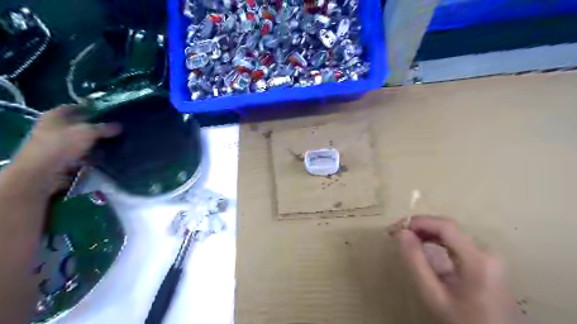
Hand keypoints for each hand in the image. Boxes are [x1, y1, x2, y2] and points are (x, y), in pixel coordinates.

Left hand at [12, 105, 119, 192]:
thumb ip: (105, 128)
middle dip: (100, 128)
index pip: (79, 107)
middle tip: (119, 130)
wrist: (43, 173)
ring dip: (99, 143)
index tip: (113, 114)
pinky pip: (85, 153)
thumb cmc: (62, 145)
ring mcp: (59, 143)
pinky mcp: (65, 157)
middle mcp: (56, 126)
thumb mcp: (88, 132)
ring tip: (117, 144)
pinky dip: (94, 155)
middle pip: (83, 124)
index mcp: (57, 115)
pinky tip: (107, 156)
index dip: (96, 110)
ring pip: (85, 140)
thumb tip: (120, 126)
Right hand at [390, 215, 527, 323]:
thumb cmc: (463, 321)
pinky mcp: (484, 259)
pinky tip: (422, 243)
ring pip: (451, 233)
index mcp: (477, 260)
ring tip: (405, 238)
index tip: (395, 228)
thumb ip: (417, 263)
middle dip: (419, 226)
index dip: (418, 222)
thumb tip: (402, 233)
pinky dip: (436, 239)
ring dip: (425, 231)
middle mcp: (486, 252)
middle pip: (447, 228)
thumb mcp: (434, 296)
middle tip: (395, 233)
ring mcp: (487, 255)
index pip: (445, 226)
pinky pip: (455, 241)